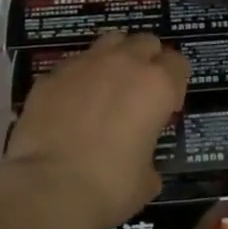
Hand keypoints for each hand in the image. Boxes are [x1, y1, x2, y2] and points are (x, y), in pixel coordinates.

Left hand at [0, 31, 189, 228]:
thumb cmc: (110, 186)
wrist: (48, 187)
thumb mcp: (147, 180)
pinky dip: (79, 77)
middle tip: (139, 91)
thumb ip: (149, 157)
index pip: (178, 63)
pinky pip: (73, 64)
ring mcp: (84, 64)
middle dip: (148, 60)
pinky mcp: (51, 75)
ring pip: (110, 41)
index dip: (175, 83)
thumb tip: (142, 163)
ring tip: (107, 86)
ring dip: (115, 57)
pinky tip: (72, 103)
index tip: (167, 106)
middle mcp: (124, 64)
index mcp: (157, 86)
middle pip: (146, 42)